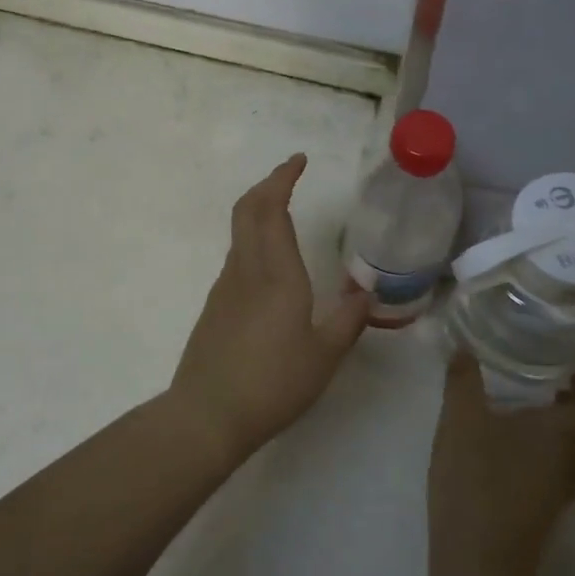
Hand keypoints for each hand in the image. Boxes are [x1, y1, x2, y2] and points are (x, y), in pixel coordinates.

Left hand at [166, 155, 370, 464]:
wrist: (207, 414)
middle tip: (290, 176)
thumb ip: (348, 320)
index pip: (273, 209)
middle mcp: (246, 269)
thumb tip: (366, 293)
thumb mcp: (324, 356)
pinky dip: (252, 241)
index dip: (282, 178)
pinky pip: (236, 258)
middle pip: (247, 210)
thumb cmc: (273, 384)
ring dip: (258, 211)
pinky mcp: (214, 305)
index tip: (298, 161)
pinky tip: (270, 265)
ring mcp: (225, 286)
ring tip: (284, 214)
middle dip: (267, 185)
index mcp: (277, 274)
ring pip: (239, 232)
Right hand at [428, 352, 574, 575]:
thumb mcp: (461, 420)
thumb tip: (463, 348)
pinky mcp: (552, 496)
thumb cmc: (476, 480)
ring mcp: (567, 481)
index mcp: (568, 434)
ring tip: (557, 391)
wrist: (480, 557)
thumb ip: (463, 380)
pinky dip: (571, 433)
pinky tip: (532, 424)